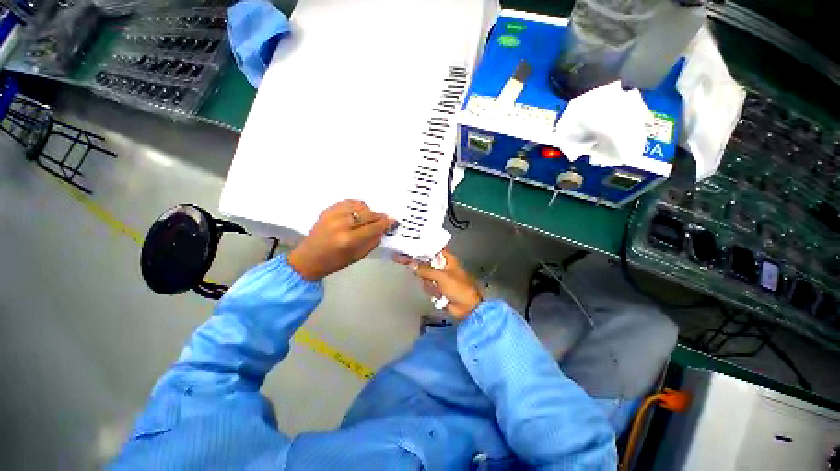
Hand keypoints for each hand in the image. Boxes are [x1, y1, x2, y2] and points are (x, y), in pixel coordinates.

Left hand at [288, 199, 394, 280]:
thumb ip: (372, 241)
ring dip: (368, 211)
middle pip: (368, 214)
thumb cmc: (334, 262)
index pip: (373, 226)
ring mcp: (332, 215)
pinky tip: (357, 213)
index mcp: (348, 240)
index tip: (393, 221)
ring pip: (359, 205)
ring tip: (367, 218)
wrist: (308, 259)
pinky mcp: (327, 210)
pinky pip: (348, 202)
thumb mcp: (358, 256)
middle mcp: (340, 224)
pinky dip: (357, 206)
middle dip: (379, 216)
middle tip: (383, 220)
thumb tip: (383, 229)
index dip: (385, 223)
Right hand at [394, 248, 482, 318]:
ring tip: (438, 289)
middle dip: (421, 269)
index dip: (422, 247)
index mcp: (447, 259)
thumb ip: (425, 270)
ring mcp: (439, 278)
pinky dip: (431, 291)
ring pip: (425, 276)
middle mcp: (442, 266)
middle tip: (416, 270)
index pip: (432, 249)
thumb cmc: (459, 288)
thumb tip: (411, 264)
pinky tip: (438, 295)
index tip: (410, 247)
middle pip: (426, 263)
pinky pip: (427, 286)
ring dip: (429, 284)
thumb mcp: (441, 276)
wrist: (467, 308)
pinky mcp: (437, 288)